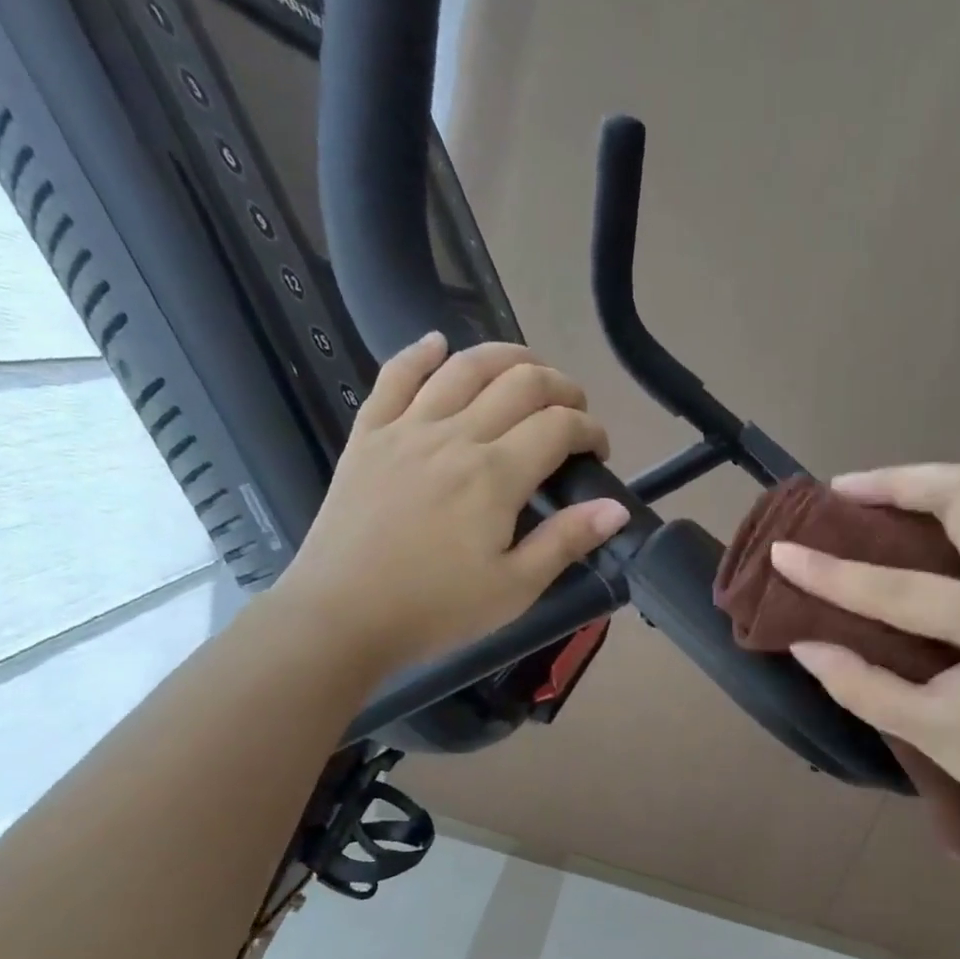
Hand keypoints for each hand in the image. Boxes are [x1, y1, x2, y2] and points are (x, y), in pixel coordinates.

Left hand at [274, 335, 628, 669]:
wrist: (343, 614)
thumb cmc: (437, 609)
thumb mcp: (515, 588)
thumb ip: (566, 541)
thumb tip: (616, 508)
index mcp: (496, 476)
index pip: (558, 427)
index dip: (590, 430)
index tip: (599, 452)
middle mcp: (456, 436)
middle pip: (520, 383)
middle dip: (560, 388)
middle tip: (574, 411)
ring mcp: (407, 429)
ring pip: (464, 367)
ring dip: (506, 357)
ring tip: (528, 370)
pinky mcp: (369, 434)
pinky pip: (395, 376)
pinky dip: (421, 352)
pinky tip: (438, 344)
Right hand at [769, 463, 959, 838]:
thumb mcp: (927, 732)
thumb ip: (860, 685)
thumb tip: (804, 644)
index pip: (903, 589)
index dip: (834, 573)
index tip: (782, 552)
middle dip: (897, 482)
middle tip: (837, 495)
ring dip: (916, 491)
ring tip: (858, 504)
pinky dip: (932, 518)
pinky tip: (893, 536)